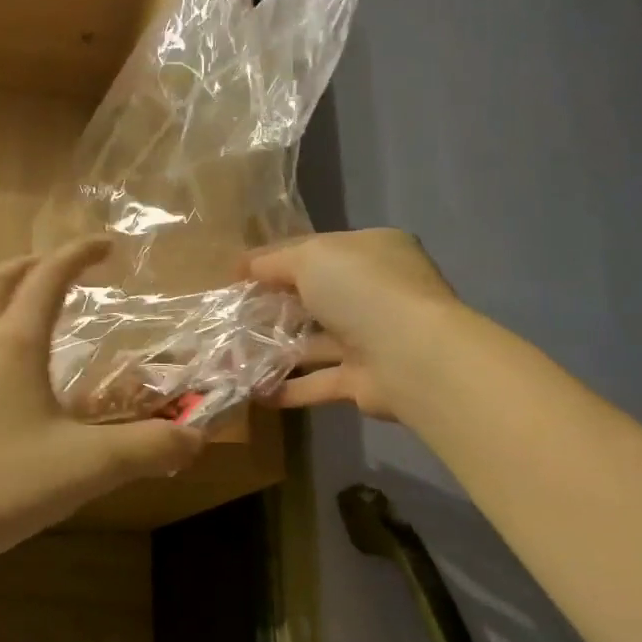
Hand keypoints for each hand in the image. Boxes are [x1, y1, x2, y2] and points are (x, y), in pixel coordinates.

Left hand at [0, 238, 204, 569]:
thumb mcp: (86, 467)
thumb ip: (148, 449)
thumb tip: (195, 439)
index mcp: (13, 343)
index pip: (48, 277)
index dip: (79, 255)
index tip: (107, 246)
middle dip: (33, 265)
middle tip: (62, 271)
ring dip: (4, 297)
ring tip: (34, 317)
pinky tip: (2, 378)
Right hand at [246, 229, 464, 420]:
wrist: (410, 357)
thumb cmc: (362, 291)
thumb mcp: (312, 257)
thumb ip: (274, 261)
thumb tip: (245, 266)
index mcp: (371, 251)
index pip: (316, 250)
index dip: (275, 261)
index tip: (236, 276)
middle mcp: (375, 292)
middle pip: (315, 298)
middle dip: (274, 307)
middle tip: (231, 318)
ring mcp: (371, 338)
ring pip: (315, 342)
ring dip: (276, 350)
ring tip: (232, 357)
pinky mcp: (363, 380)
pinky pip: (318, 382)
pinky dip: (288, 387)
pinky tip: (253, 390)